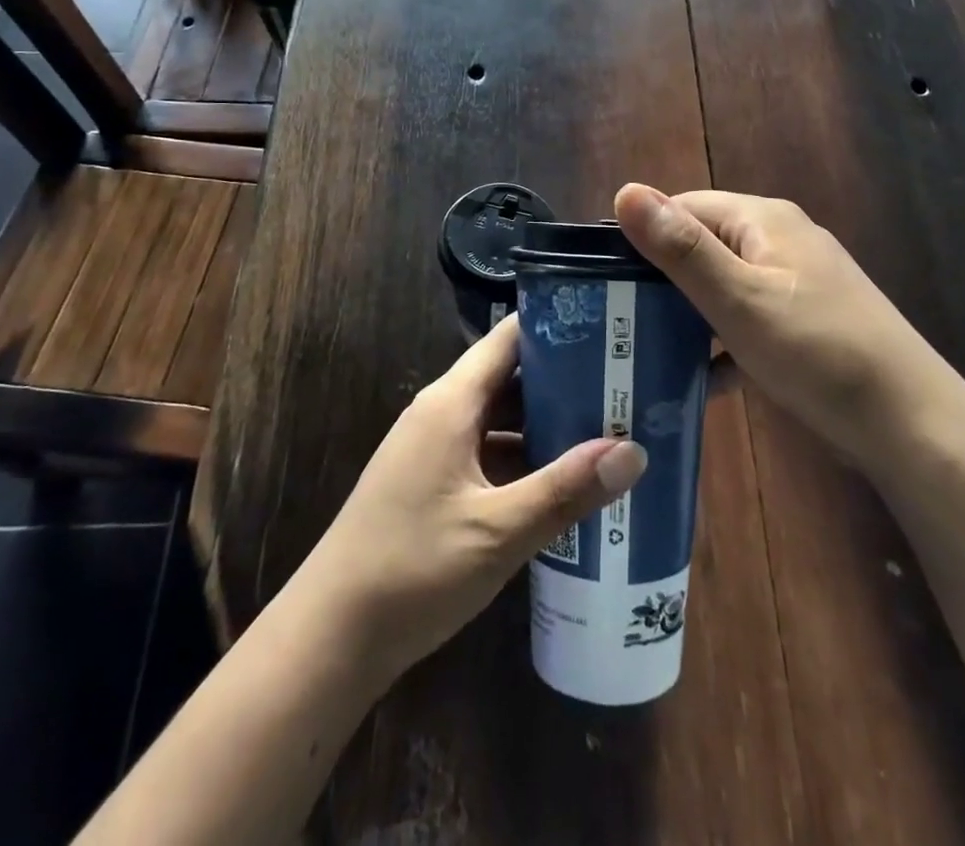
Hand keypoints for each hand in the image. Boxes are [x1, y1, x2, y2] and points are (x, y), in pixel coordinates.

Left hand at [295, 317, 646, 682]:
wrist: (331, 637)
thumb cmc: (413, 569)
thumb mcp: (499, 531)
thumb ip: (566, 489)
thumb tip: (633, 450)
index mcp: (452, 403)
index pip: (508, 339)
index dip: (555, 327)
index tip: (608, 329)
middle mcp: (442, 414)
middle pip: (509, 378)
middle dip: (564, 381)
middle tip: (624, 386)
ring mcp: (434, 450)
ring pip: (500, 420)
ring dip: (547, 425)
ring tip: (608, 430)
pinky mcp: (432, 484)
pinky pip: (488, 454)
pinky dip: (524, 460)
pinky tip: (563, 484)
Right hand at [614, 184, 955, 462]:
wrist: (912, 424)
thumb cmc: (817, 351)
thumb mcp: (739, 299)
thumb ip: (681, 248)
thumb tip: (625, 191)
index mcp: (763, 221)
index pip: (685, 207)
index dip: (644, 235)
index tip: (607, 278)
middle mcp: (780, 240)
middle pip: (703, 246)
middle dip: (662, 280)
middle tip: (620, 318)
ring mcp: (797, 283)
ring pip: (723, 286)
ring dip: (688, 314)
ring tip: (645, 348)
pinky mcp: (806, 323)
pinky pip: (747, 319)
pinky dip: (721, 341)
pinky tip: (699, 378)